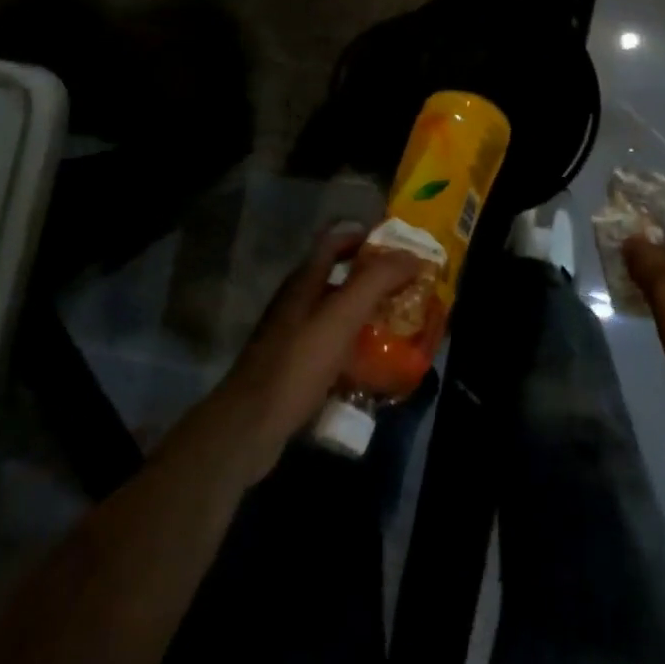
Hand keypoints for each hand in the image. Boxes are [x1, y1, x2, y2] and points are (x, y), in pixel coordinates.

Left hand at [209, 223, 423, 481]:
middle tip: (409, 289)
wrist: (251, 426)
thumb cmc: (298, 363)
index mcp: (305, 280)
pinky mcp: (295, 367)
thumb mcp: (342, 316)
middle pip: (339, 277)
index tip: (400, 247)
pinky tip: (374, 366)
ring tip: (401, 326)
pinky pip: (332, 347)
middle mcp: (297, 301)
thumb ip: (377, 280)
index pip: (335, 240)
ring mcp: (293, 335)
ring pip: (337, 314)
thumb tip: (413, 255)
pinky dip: (355, 349)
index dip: (366, 237)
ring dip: (367, 315)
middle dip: (374, 280)